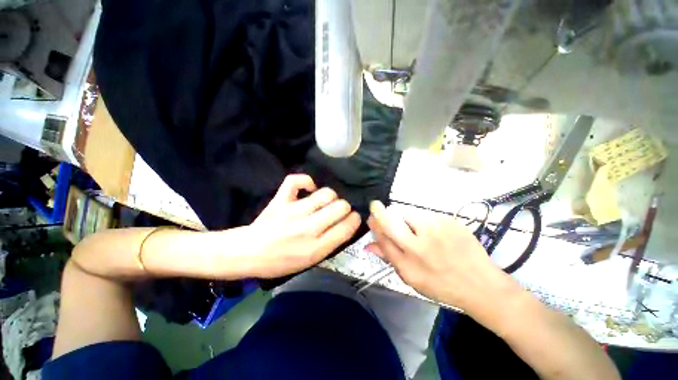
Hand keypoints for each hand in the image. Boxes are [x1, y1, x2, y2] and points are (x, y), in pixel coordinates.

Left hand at [245, 174, 360, 277]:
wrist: (251, 253)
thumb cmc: (280, 263)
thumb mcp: (309, 262)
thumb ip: (328, 245)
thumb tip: (343, 226)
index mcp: (317, 248)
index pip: (347, 227)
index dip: (355, 220)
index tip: (353, 218)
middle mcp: (308, 228)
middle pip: (340, 207)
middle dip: (344, 208)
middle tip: (337, 212)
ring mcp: (294, 211)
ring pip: (326, 194)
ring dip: (330, 197)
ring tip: (324, 202)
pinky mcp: (281, 200)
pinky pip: (296, 181)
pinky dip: (306, 181)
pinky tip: (309, 188)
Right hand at [366, 201, 515, 313]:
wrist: (477, 282)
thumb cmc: (443, 287)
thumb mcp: (414, 280)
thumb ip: (392, 260)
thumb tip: (370, 245)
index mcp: (407, 265)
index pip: (383, 239)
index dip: (375, 226)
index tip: (372, 218)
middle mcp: (418, 246)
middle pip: (392, 221)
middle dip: (380, 212)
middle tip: (377, 207)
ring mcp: (436, 231)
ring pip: (412, 214)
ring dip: (408, 218)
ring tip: (418, 229)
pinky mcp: (450, 222)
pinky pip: (431, 216)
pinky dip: (428, 221)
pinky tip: (437, 233)